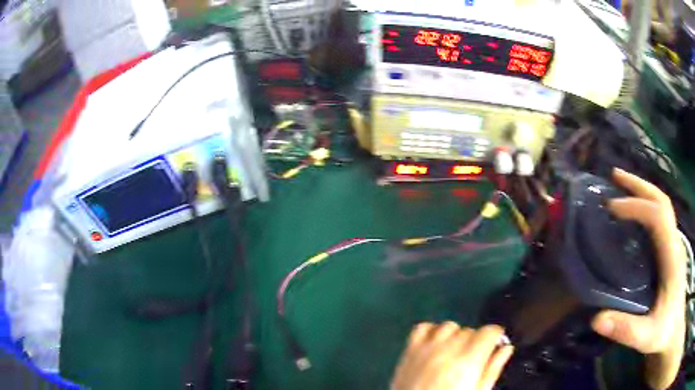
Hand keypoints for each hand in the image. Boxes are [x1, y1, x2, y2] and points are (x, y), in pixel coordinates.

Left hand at [391, 322, 513, 389]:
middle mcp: (447, 350)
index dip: (496, 336)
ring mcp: (426, 349)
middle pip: (470, 330)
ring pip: (449, 326)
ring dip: (456, 336)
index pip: (489, 331)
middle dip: (477, 340)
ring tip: (455, 353)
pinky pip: (422, 328)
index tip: (496, 344)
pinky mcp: (409, 352)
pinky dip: (431, 331)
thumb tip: (506, 349)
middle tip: (474, 358)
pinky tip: (436, 344)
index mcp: (468, 362)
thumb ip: (493, 370)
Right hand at [591, 168, 685, 389]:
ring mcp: (674, 243)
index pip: (658, 217)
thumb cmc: (665, 331)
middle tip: (614, 177)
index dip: (636, 206)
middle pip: (661, 201)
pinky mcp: (670, 248)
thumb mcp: (647, 337)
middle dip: (639, 185)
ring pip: (661, 204)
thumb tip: (597, 320)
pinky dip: (646, 204)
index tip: (612, 208)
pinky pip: (659, 217)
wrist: (675, 328)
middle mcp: (675, 242)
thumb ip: (626, 330)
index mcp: (672, 257)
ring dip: (642, 190)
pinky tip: (634, 211)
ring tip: (621, 185)